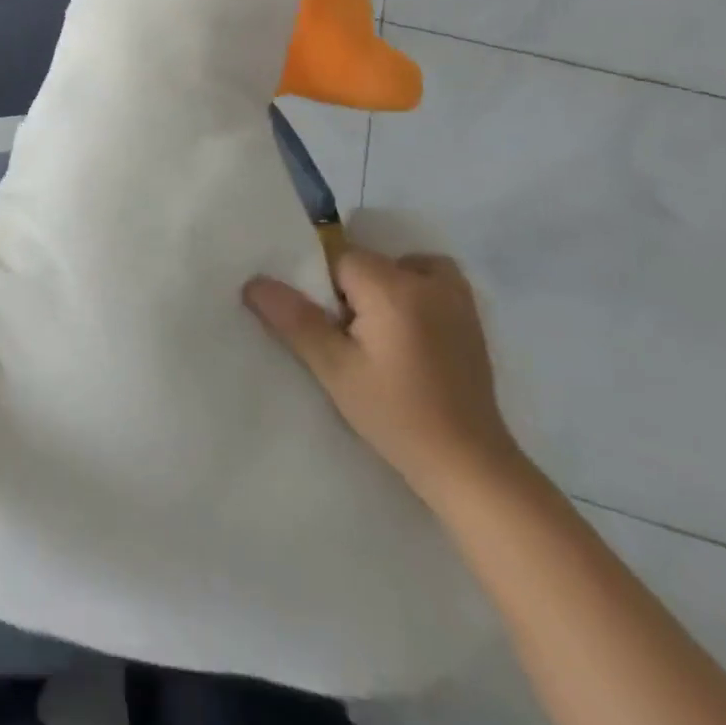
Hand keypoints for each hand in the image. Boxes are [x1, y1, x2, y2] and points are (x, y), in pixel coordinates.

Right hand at [244, 244, 521, 503]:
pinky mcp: (471, 317)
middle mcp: (427, 280)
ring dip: (382, 286)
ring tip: (376, 332)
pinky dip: (414, 289)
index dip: (322, 288)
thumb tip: (253, 282)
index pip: (338, 257)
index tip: (325, 326)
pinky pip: (432, 279)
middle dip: (349, 289)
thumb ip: (295, 319)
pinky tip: (406, 330)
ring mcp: (456, 297)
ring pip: (399, 265)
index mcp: (392, 287)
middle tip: (348, 338)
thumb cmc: (396, 415)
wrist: (471, 466)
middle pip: (368, 260)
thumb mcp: (334, 370)